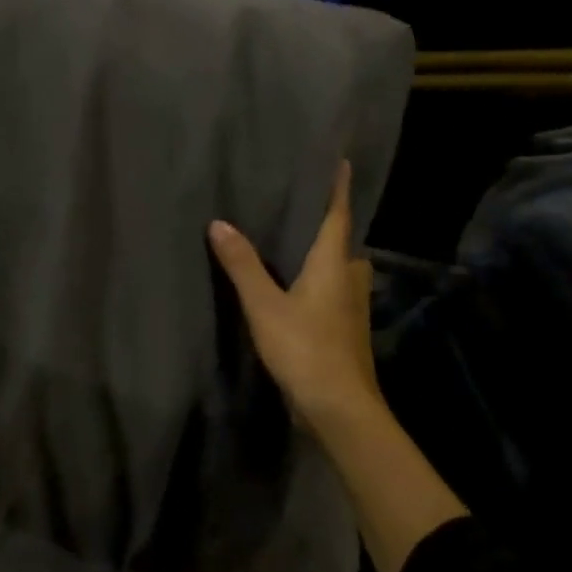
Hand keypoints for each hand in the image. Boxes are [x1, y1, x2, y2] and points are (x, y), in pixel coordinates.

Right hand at [209, 162, 384, 434]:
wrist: (339, 408)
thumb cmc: (305, 348)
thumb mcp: (264, 305)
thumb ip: (242, 265)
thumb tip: (219, 223)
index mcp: (333, 265)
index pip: (338, 216)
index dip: (337, 189)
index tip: (341, 162)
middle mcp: (349, 281)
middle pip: (343, 245)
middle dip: (330, 227)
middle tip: (304, 210)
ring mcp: (352, 310)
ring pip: (340, 273)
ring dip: (325, 258)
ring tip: (296, 248)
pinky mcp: (347, 333)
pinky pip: (334, 295)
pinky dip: (319, 285)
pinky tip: (298, 292)